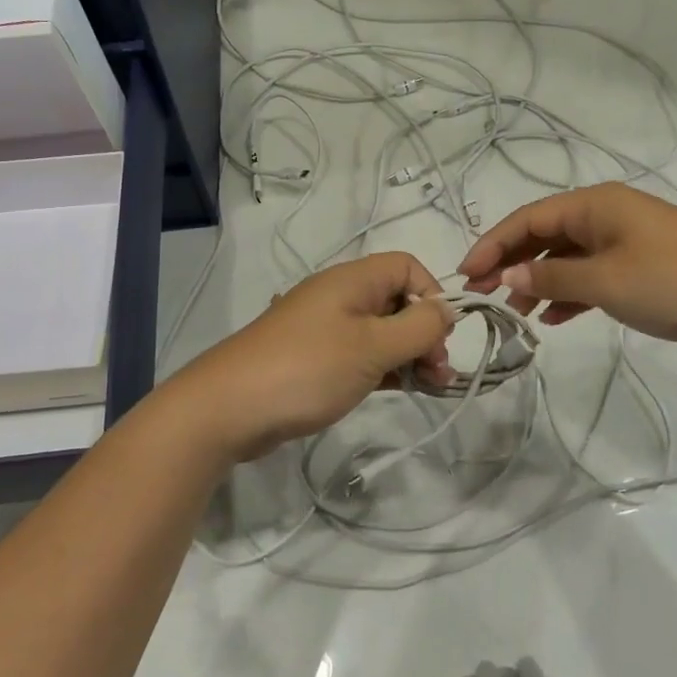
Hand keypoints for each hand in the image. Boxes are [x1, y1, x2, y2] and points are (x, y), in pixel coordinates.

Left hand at [169, 253, 455, 458]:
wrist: (229, 408)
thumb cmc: (308, 369)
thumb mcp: (372, 346)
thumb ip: (418, 327)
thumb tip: (447, 310)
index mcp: (352, 280)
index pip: (407, 267)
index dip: (432, 295)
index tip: (441, 336)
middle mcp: (339, 297)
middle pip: (397, 301)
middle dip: (425, 332)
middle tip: (438, 372)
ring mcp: (325, 329)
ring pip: (381, 332)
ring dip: (409, 355)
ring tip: (431, 388)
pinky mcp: (315, 360)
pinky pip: (362, 355)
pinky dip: (385, 369)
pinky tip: (403, 390)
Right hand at [458, 183, 676, 350]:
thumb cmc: (673, 279)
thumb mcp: (604, 280)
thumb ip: (551, 278)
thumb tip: (508, 276)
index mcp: (594, 206)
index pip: (527, 219)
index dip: (492, 244)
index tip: (465, 274)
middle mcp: (605, 216)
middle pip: (543, 236)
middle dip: (511, 263)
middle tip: (484, 296)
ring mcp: (624, 242)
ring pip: (566, 258)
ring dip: (538, 282)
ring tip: (516, 315)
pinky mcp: (640, 268)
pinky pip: (591, 276)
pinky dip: (570, 294)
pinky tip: (555, 319)